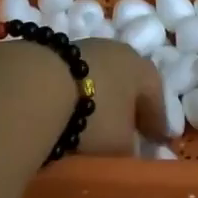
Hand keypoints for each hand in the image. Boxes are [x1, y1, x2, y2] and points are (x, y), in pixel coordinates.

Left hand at [67, 37, 166, 155]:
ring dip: (104, 98)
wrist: (40, 86)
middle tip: (129, 130)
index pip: (157, 97)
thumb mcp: (121, 144)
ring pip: (104, 76)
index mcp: (144, 70)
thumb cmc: (96, 115)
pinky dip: (81, 93)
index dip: (158, 122)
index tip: (158, 141)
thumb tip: (133, 150)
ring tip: (97, 122)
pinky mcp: (61, 52)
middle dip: (131, 106)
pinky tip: (73, 110)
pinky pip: (80, 78)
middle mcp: (121, 52)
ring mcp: (89, 47)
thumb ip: (133, 149)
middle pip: (131, 82)